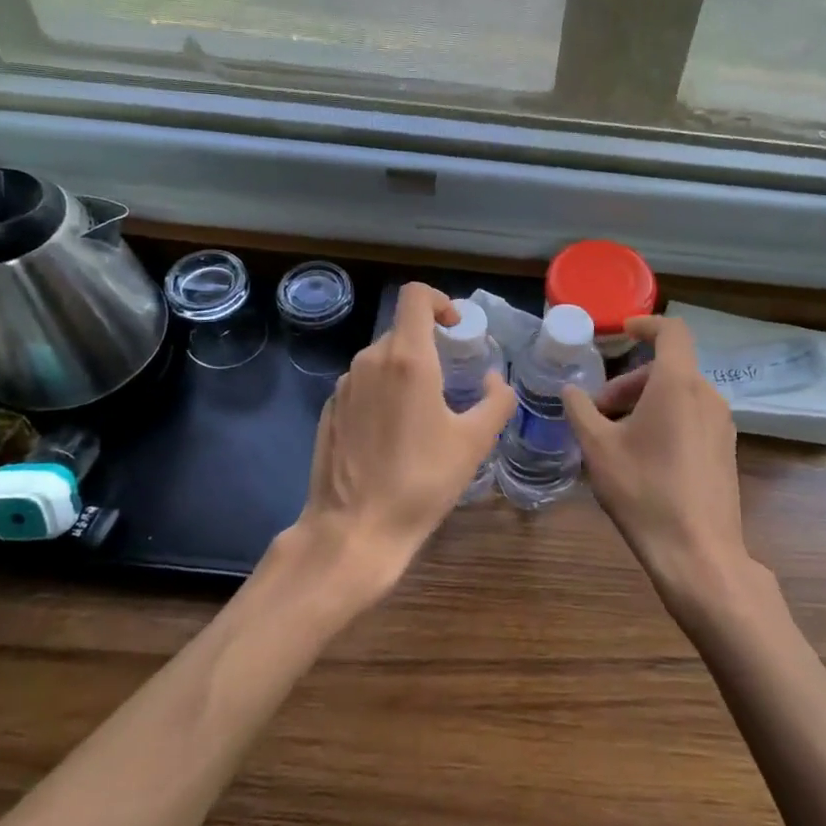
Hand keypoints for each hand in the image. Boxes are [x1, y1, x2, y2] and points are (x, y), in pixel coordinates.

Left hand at [287, 282, 515, 604]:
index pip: (415, 296)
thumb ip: (496, 400)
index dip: (440, 301)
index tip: (456, 329)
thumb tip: (493, 378)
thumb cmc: (421, 482)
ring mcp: (344, 386)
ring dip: (407, 372)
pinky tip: (394, 436)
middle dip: (430, 346)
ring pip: (382, 359)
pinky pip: (363, 385)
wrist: (354, 529)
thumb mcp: (474, 442)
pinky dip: (383, 393)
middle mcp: (370, 361)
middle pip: (402, 330)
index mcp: (407, 359)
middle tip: (452, 381)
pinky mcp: (329, 410)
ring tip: (425, 414)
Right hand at [563, 317, 757, 619]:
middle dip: (629, 381)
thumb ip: (580, 411)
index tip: (621, 333)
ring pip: (679, 394)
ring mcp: (721, 425)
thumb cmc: (644, 491)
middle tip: (598, 409)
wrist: (698, 554)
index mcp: (679, 384)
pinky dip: (665, 420)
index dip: (645, 324)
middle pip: (668, 368)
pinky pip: (691, 417)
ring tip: (614, 436)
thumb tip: (570, 391)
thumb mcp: (598, 448)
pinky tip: (642, 457)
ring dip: (644, 402)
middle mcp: (707, 396)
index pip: (671, 331)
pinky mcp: (725, 451)